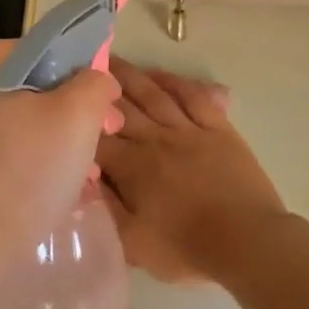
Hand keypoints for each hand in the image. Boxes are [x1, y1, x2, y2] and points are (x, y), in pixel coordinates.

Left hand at [0, 39, 122, 278]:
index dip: (86, 83)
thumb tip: (97, 80)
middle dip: (69, 119)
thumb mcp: (79, 117)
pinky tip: (41, 197)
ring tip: (77, 182)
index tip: (107, 119)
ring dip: (49, 146)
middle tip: (97, 153)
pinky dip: (20, 167)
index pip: (49, 54)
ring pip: (13, 125)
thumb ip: (96, 83)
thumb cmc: (25, 173)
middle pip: (30, 91)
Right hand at [97, 60, 288, 284]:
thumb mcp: (133, 244)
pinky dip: (174, 82)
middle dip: (98, 88)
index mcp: (131, 167)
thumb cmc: (186, 248)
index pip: (95, 138)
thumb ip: (104, 210)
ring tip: (111, 60)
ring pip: (153, 95)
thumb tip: (82, 180)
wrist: (248, 242)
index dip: (76, 121)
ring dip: (131, 76)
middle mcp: (155, 139)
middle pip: (121, 107)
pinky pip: (193, 97)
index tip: (60, 103)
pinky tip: (159, 75)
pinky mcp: (218, 129)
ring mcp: (189, 130)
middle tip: (80, 68)